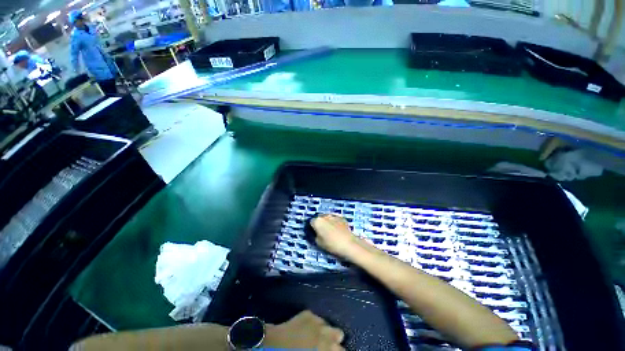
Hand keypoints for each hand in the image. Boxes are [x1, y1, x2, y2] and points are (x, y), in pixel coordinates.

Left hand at [263, 310, 344, 350]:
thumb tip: (327, 349)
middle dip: (335, 341)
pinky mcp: (308, 313)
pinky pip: (318, 318)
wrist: (274, 343)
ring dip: (326, 331)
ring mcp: (316, 319)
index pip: (340, 350)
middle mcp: (323, 331)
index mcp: (323, 346)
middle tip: (328, 346)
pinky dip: (316, 324)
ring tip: (319, 337)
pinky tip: (309, 328)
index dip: (340, 350)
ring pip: (328, 324)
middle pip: (339, 333)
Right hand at [311, 214, 362, 259]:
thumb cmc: (331, 244)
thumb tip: (315, 233)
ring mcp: (333, 215)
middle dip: (320, 224)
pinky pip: (335, 219)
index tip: (314, 233)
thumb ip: (314, 236)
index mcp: (317, 221)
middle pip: (319, 218)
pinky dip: (334, 222)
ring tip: (331, 231)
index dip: (312, 228)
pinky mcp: (341, 217)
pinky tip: (337, 230)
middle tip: (322, 233)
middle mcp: (324, 216)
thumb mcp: (318, 243)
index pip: (311, 222)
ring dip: (327, 222)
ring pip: (327, 218)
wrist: (349, 244)